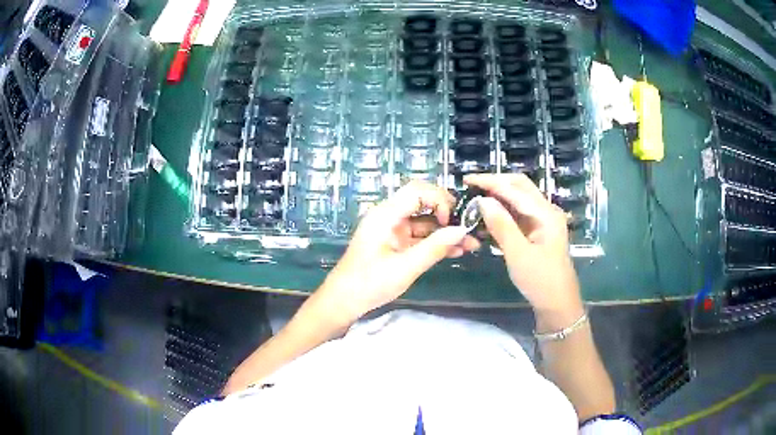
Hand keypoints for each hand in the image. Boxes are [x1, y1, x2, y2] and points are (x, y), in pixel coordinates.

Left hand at [314, 181, 480, 324]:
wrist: (344, 302)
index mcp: (385, 214)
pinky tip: (456, 251)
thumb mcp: (405, 268)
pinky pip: (420, 237)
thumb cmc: (369, 283)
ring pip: (425, 222)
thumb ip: (435, 247)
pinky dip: (436, 243)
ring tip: (471, 244)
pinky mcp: (396, 243)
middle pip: (423, 203)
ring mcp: (393, 230)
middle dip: (448, 214)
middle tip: (469, 227)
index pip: (417, 190)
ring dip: (446, 231)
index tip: (451, 221)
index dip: (439, 199)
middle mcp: (389, 216)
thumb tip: (462, 230)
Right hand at [464, 174, 582, 317]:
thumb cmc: (540, 280)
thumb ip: (501, 225)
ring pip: (519, 199)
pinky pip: (519, 213)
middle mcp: (546, 211)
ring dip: (499, 195)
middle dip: (496, 183)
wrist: (557, 303)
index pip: (515, 189)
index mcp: (545, 214)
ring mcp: (543, 221)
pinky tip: (489, 214)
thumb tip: (483, 201)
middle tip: (471, 185)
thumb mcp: (518, 254)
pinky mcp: (538, 231)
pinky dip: (504, 210)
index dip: (490, 182)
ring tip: (476, 197)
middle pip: (520, 187)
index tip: (467, 179)